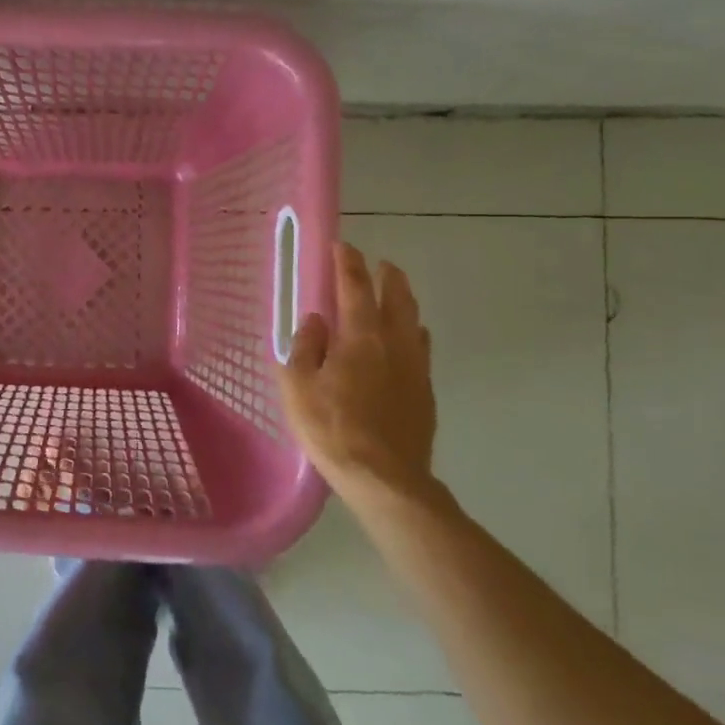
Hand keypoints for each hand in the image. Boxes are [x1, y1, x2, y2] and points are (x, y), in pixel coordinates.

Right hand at [278, 242, 438, 513]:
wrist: (385, 478)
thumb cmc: (332, 428)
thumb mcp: (298, 386)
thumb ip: (305, 347)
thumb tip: (316, 322)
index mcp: (361, 337)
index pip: (355, 287)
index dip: (348, 263)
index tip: (343, 246)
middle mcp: (394, 344)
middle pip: (397, 298)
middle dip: (388, 276)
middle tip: (380, 264)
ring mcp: (415, 368)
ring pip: (414, 322)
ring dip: (405, 302)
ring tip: (396, 297)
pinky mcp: (425, 393)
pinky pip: (421, 350)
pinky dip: (413, 334)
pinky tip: (407, 343)